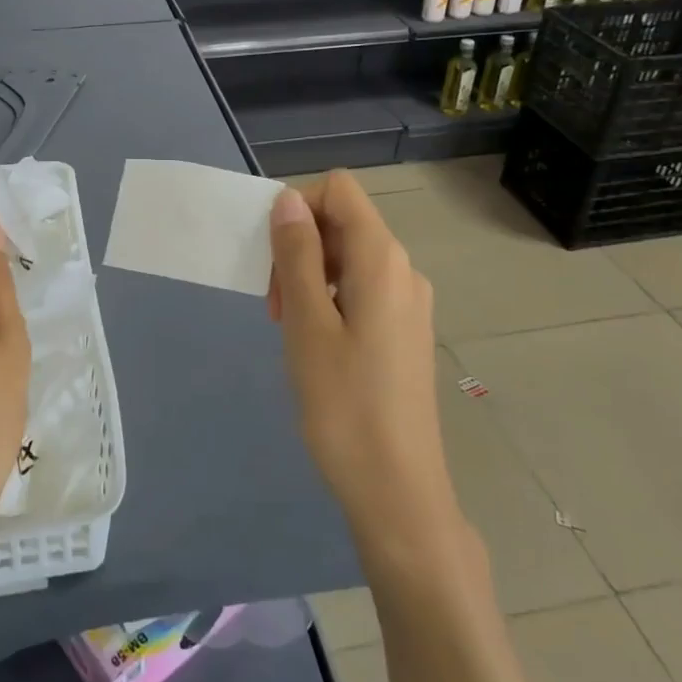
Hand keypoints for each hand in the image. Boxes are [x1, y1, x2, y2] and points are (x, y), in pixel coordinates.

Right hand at [268, 172, 459, 560]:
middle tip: (276, 304)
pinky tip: (316, 343)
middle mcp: (403, 269)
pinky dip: (330, 299)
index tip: (272, 256)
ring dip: (310, 276)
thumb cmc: (344, 405)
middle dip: (300, 247)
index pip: (339, 190)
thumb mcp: (307, 323)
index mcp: (382, 259)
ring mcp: (409, 302)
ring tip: (291, 328)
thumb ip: (297, 254)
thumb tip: (289, 199)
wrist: (398, 490)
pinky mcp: (406, 331)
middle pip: (344, 222)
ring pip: (349, 258)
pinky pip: (362, 289)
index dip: (298, 207)